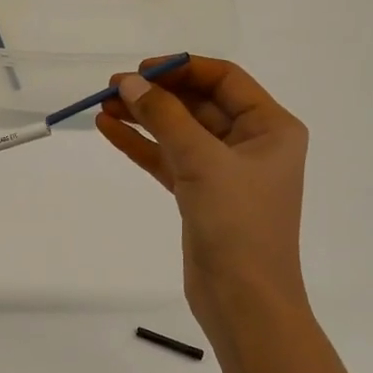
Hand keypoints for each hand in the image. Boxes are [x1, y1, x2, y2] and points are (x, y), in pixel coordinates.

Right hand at [96, 57, 309, 336]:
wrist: (244, 303)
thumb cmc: (238, 225)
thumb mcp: (202, 162)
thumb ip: (165, 116)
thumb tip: (129, 82)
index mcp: (270, 127)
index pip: (224, 80)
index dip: (181, 69)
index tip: (140, 70)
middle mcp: (251, 143)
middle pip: (198, 103)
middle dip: (156, 94)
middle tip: (111, 89)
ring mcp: (224, 171)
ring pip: (179, 132)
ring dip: (143, 119)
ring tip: (102, 108)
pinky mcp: (201, 195)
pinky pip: (168, 159)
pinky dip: (141, 146)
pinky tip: (109, 131)